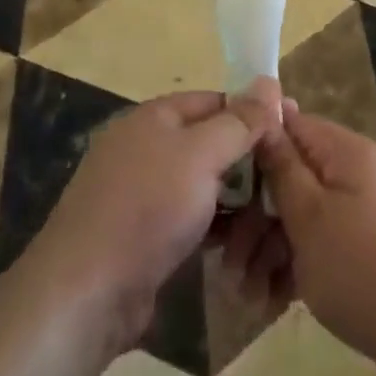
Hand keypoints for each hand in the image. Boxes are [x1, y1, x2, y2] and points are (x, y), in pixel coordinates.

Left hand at [28, 81, 281, 353]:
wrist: (86, 292)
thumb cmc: (148, 208)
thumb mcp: (202, 155)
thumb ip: (239, 122)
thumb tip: (270, 83)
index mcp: (154, 117)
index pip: (215, 101)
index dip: (253, 113)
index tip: (289, 133)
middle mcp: (145, 147)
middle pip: (210, 142)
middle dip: (247, 160)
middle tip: (286, 180)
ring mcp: (141, 193)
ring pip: (202, 184)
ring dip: (234, 198)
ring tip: (271, 215)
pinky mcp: (142, 235)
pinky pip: (189, 217)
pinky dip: (213, 225)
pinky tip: (240, 243)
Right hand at [245, 105, 375, 375]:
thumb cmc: (361, 266)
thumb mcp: (309, 215)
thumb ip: (283, 166)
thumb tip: (268, 113)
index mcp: (346, 152)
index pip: (292, 126)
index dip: (254, 150)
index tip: (222, 182)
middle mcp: (357, 171)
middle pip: (294, 177)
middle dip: (256, 218)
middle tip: (229, 262)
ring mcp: (366, 210)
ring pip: (304, 216)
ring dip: (270, 249)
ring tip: (246, 295)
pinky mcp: (370, 247)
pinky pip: (324, 243)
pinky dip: (297, 266)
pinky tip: (272, 303)